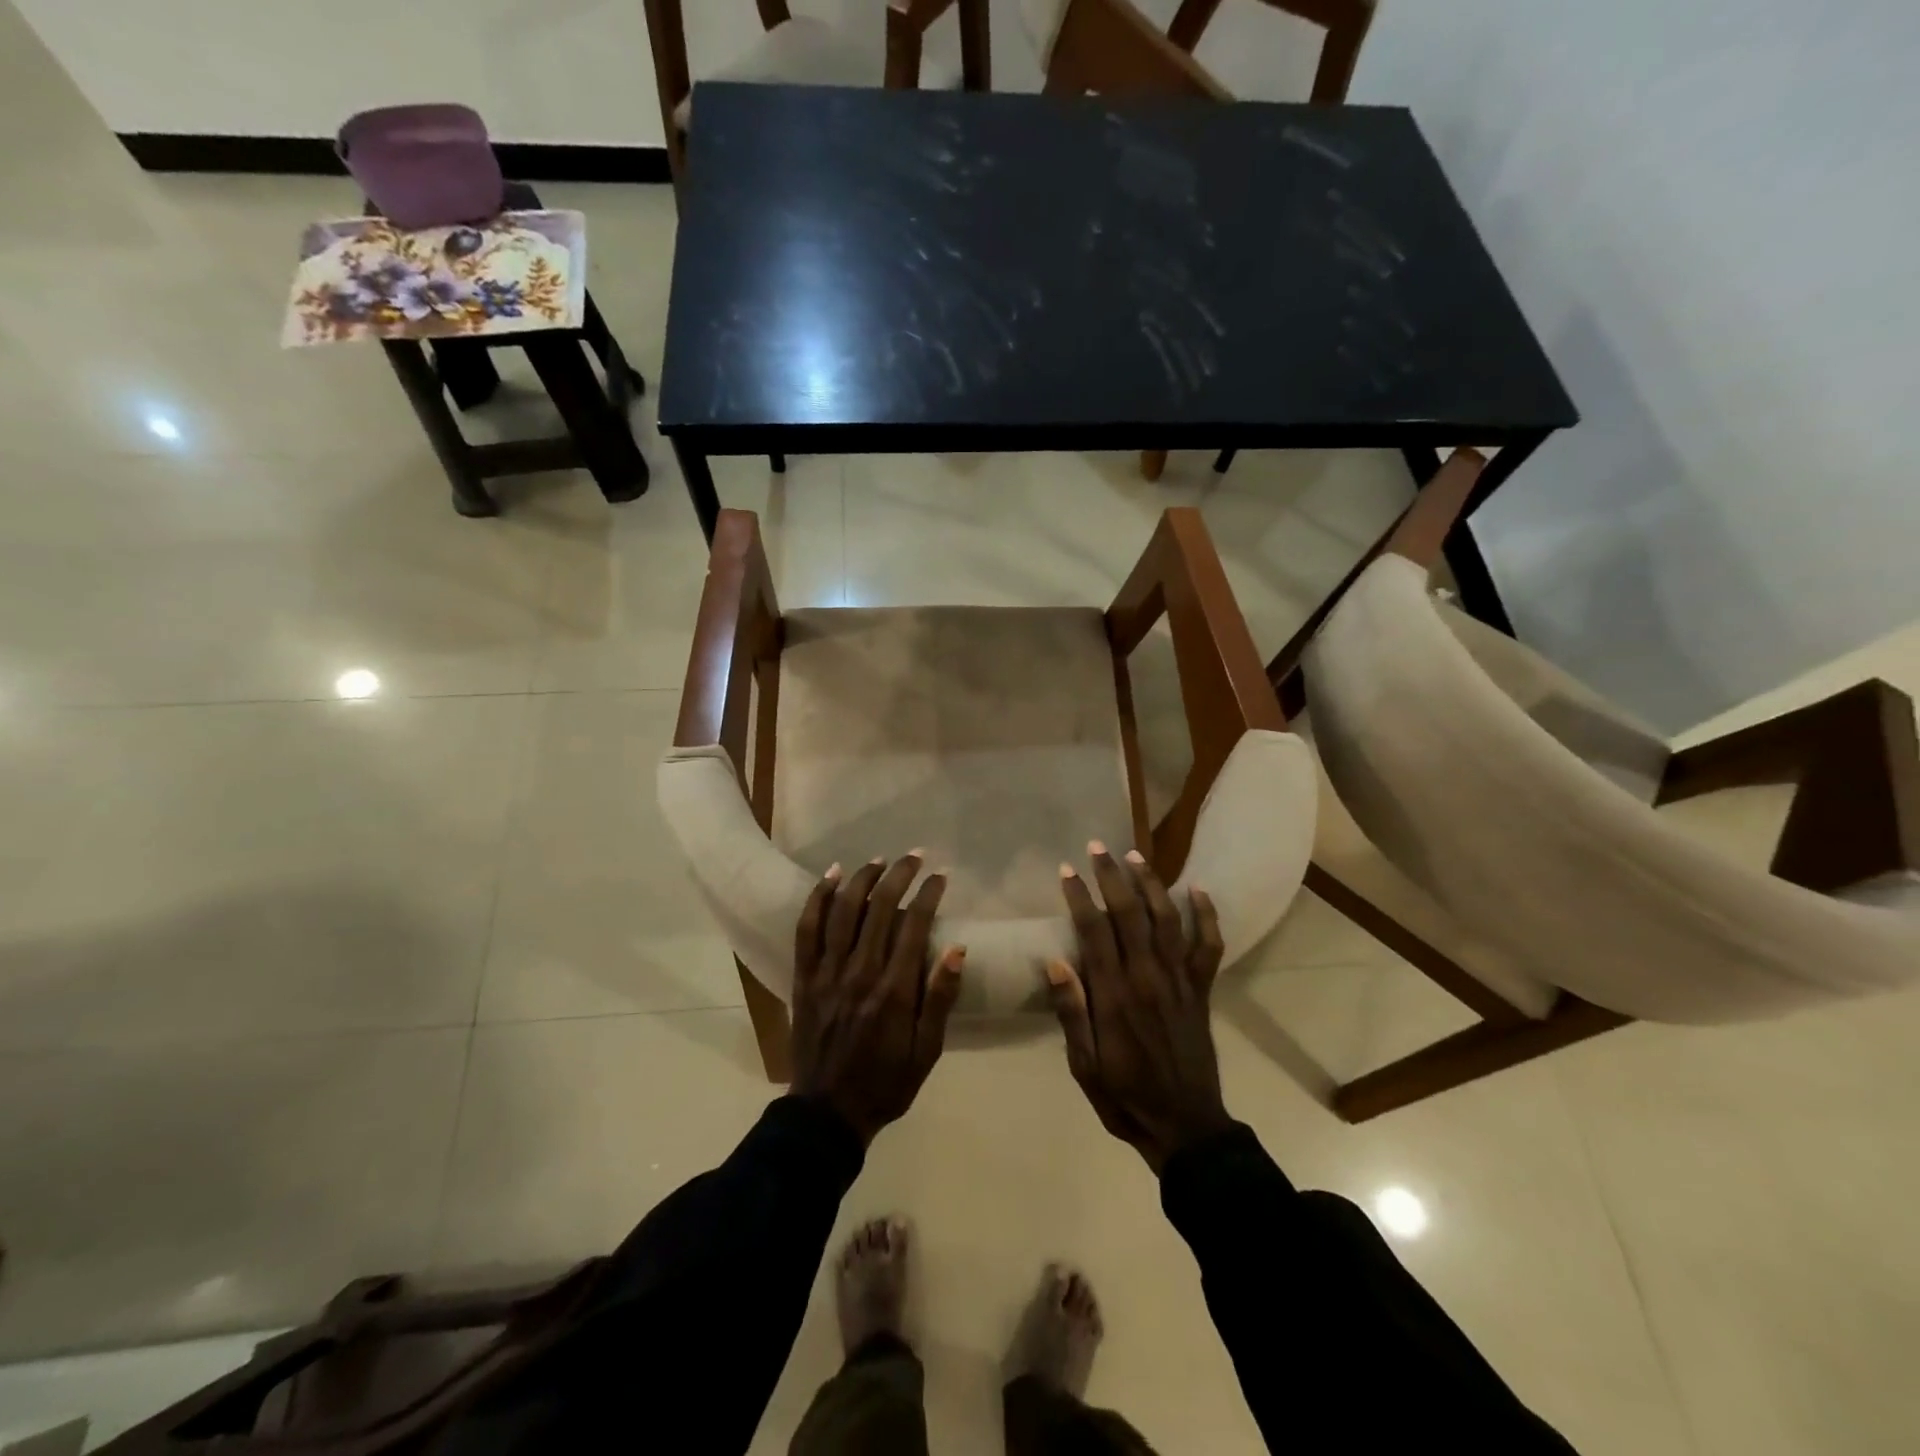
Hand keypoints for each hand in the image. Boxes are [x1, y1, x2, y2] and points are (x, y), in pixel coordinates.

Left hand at [791, 854, 965, 1145]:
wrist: (827, 1113)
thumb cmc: (886, 1082)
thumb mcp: (927, 1051)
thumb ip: (940, 999)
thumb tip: (958, 950)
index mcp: (894, 991)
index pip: (914, 925)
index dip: (928, 894)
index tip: (940, 876)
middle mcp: (860, 972)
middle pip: (879, 908)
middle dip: (899, 876)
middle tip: (914, 857)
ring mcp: (827, 972)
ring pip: (843, 910)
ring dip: (862, 878)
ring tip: (879, 861)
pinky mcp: (804, 977)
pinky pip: (807, 929)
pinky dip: (818, 899)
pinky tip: (831, 877)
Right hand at [1047, 842, 1230, 1173]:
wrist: (1185, 1126)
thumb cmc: (1125, 1096)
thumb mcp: (1084, 1065)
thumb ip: (1072, 1012)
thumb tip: (1054, 962)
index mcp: (1115, 996)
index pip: (1094, 932)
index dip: (1080, 897)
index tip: (1067, 870)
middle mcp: (1148, 978)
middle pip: (1129, 914)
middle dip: (1111, 877)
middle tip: (1096, 847)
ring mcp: (1179, 981)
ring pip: (1166, 920)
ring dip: (1150, 884)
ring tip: (1135, 855)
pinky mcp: (1201, 990)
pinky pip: (1208, 946)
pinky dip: (1207, 916)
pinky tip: (1198, 890)